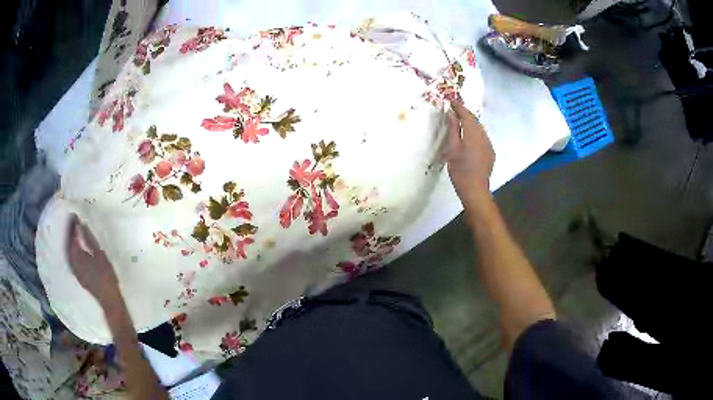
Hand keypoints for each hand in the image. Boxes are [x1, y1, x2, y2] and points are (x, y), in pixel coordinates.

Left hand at [67, 214, 120, 305]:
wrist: (109, 299)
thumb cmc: (106, 275)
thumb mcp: (100, 254)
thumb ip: (89, 238)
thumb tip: (81, 223)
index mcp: (77, 254)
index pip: (72, 235)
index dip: (72, 225)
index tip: (74, 214)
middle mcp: (72, 261)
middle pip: (68, 243)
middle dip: (70, 232)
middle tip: (72, 221)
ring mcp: (74, 270)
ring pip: (69, 252)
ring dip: (70, 242)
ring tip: (73, 233)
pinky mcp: (78, 275)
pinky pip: (71, 259)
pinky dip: (72, 251)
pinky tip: (76, 249)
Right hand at [446, 98, 495, 206]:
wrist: (475, 189)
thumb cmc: (460, 170)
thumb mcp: (452, 149)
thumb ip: (453, 130)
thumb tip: (452, 114)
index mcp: (473, 134)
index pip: (466, 115)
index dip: (459, 106)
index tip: (451, 99)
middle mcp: (484, 136)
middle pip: (475, 120)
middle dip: (465, 113)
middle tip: (455, 108)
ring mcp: (489, 145)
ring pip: (479, 128)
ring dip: (470, 122)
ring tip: (460, 119)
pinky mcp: (490, 152)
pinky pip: (482, 136)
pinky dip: (474, 131)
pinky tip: (469, 135)